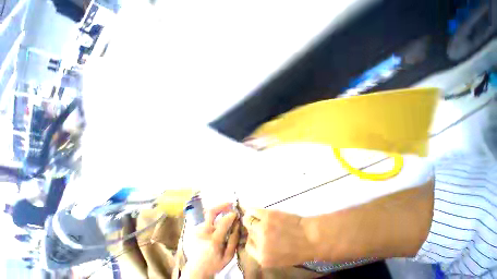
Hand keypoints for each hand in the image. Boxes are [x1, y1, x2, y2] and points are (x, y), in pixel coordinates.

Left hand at [185, 203, 239, 278]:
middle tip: (230, 204)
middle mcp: (203, 233)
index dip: (231, 215)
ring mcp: (197, 230)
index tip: (236, 213)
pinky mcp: (194, 229)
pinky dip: (213, 218)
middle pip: (211, 212)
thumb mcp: (228, 256)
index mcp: (213, 242)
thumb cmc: (214, 264)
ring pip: (208, 215)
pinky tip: (217, 222)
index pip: (224, 222)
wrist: (196, 271)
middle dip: (222, 205)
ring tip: (225, 212)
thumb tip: (237, 222)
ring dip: (218, 211)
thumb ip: (234, 239)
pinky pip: (206, 219)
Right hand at [242, 209, 314, 267]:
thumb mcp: (278, 259)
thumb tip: (256, 240)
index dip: (252, 239)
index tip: (255, 235)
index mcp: (262, 257)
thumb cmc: (296, 250)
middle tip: (256, 224)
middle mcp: (260, 243)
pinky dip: (252, 210)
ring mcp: (262, 227)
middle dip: (251, 229)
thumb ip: (264, 251)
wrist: (309, 238)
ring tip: (254, 216)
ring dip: (250, 218)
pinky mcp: (267, 215)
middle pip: (249, 232)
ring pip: (248, 220)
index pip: (248, 246)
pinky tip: (253, 210)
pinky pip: (253, 210)